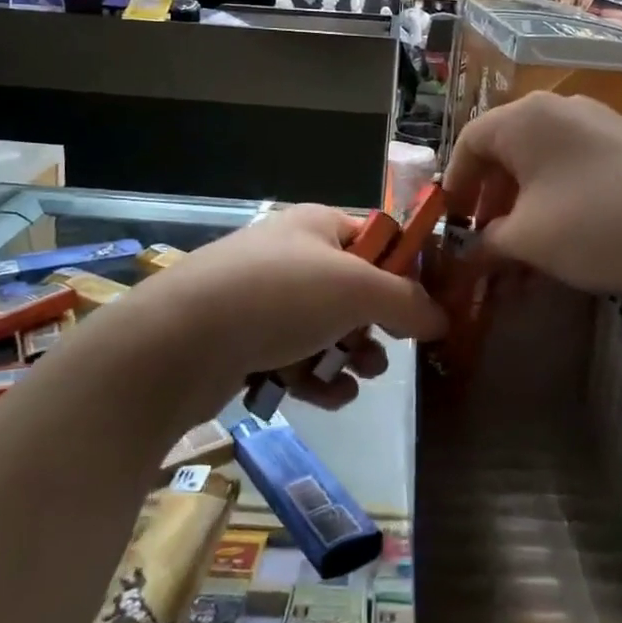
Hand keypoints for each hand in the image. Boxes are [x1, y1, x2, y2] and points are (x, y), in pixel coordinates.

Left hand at [127, 204, 446, 415]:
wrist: (178, 342)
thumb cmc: (278, 297)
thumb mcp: (356, 289)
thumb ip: (407, 301)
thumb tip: (443, 317)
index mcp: (318, 225)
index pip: (378, 237)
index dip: (407, 269)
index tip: (430, 306)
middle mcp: (292, 256)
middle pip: (354, 288)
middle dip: (377, 323)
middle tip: (388, 351)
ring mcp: (264, 300)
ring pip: (327, 328)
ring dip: (351, 355)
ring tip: (361, 377)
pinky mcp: (245, 341)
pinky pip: (296, 357)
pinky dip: (316, 377)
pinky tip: (329, 397)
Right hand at [444, 93, 621, 297]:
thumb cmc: (596, 226)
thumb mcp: (528, 240)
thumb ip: (486, 242)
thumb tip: (472, 251)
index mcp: (525, 118)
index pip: (469, 141)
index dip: (454, 184)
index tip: (451, 224)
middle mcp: (560, 109)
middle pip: (507, 151)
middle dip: (490, 200)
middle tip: (486, 243)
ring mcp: (600, 125)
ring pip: (542, 164)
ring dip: (524, 207)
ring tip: (524, 253)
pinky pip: (575, 169)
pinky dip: (557, 202)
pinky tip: (566, 241)